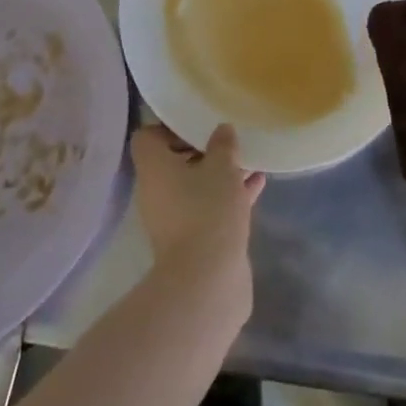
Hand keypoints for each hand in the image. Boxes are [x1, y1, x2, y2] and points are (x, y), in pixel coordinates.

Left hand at [130, 123, 264, 279]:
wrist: (207, 282)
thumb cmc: (208, 209)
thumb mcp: (222, 166)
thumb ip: (223, 143)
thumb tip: (222, 130)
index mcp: (153, 168)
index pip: (147, 137)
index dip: (170, 127)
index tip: (198, 123)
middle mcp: (157, 191)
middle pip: (174, 160)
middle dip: (202, 149)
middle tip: (227, 138)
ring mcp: (174, 218)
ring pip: (195, 184)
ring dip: (219, 172)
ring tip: (248, 157)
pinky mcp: (193, 239)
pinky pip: (209, 206)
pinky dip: (228, 194)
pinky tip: (257, 183)